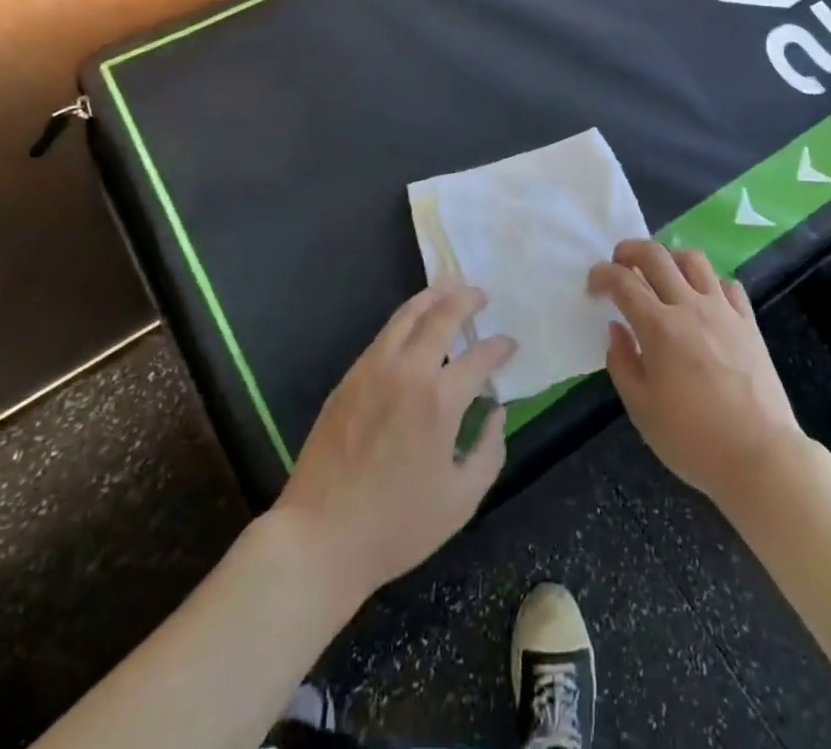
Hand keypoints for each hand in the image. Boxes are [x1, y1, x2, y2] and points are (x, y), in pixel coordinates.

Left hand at [272, 284, 515, 603]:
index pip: (480, 356)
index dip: (500, 347)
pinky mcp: (349, 378)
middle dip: (467, 299)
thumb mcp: (461, 500)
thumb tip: (497, 412)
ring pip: (407, 315)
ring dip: (433, 298)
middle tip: (481, 296)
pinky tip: (413, 326)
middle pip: (442, 315)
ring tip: (449, 292)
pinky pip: (384, 335)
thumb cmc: (396, 526)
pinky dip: (406, 320)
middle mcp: (408, 372)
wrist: (319, 538)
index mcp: (441, 400)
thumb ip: (489, 451)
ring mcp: (373, 370)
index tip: (510, 346)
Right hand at [588, 241, 805, 508]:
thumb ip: (622, 363)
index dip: (602, 275)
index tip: (593, 285)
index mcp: (659, 327)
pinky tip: (703, 299)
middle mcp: (689, 306)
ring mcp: (723, 310)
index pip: (622, 282)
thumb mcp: (642, 410)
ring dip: (670, 257)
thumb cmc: (693, 439)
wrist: (760, 455)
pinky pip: (727, 284)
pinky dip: (709, 282)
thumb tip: (616, 329)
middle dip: (630, 250)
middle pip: (656, 255)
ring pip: (693, 259)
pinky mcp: (748, 321)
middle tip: (619, 262)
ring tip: (661, 272)